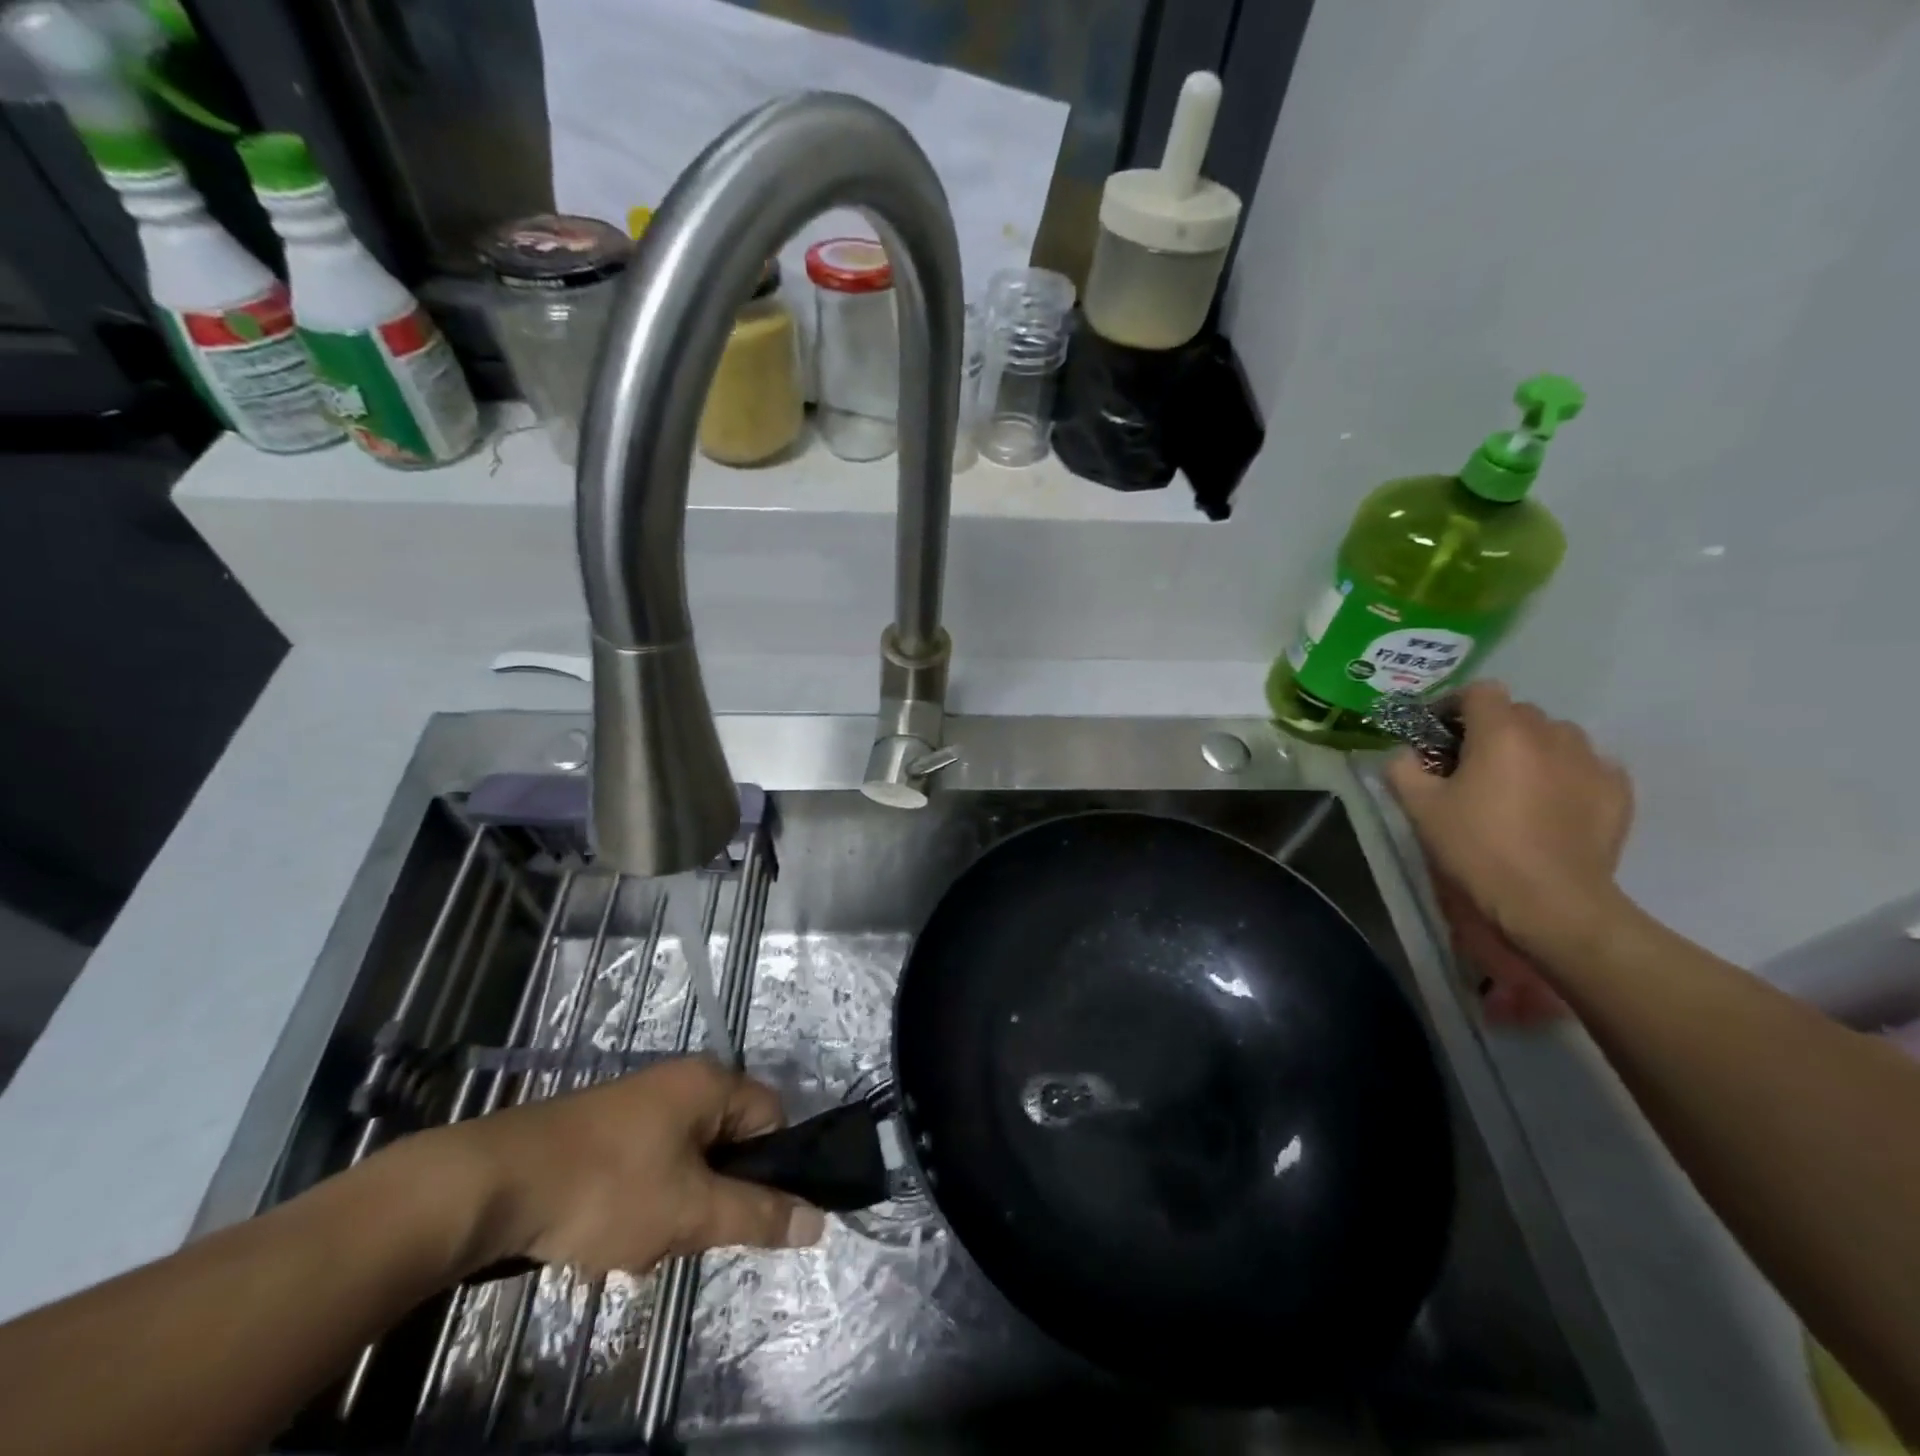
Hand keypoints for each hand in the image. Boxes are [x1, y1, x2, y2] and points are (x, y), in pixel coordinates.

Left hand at [443, 1056, 824, 1277]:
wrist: (494, 1183)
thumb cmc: (608, 1187)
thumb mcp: (691, 1211)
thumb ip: (758, 1215)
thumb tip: (820, 1220)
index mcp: (711, 1082)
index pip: (772, 1118)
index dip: (768, 1169)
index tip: (739, 1214)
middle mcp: (680, 1081)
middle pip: (727, 1145)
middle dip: (710, 1198)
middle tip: (681, 1234)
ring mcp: (638, 1104)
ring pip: (685, 1163)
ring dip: (671, 1210)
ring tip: (635, 1244)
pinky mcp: (604, 1129)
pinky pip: (647, 1167)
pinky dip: (637, 1204)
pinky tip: (604, 1238)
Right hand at [1385, 682, 1633, 1013]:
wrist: (1550, 902)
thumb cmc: (1476, 847)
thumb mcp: (1418, 807)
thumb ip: (1402, 768)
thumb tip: (1405, 754)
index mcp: (1501, 732)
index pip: (1480, 691)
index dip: (1454, 705)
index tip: (1438, 732)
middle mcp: (1551, 734)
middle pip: (1518, 712)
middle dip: (1492, 729)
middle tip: (1470, 764)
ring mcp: (1591, 761)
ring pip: (1556, 736)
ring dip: (1532, 748)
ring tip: (1515, 783)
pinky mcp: (1618, 791)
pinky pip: (1587, 765)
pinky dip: (1566, 773)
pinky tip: (1551, 803)